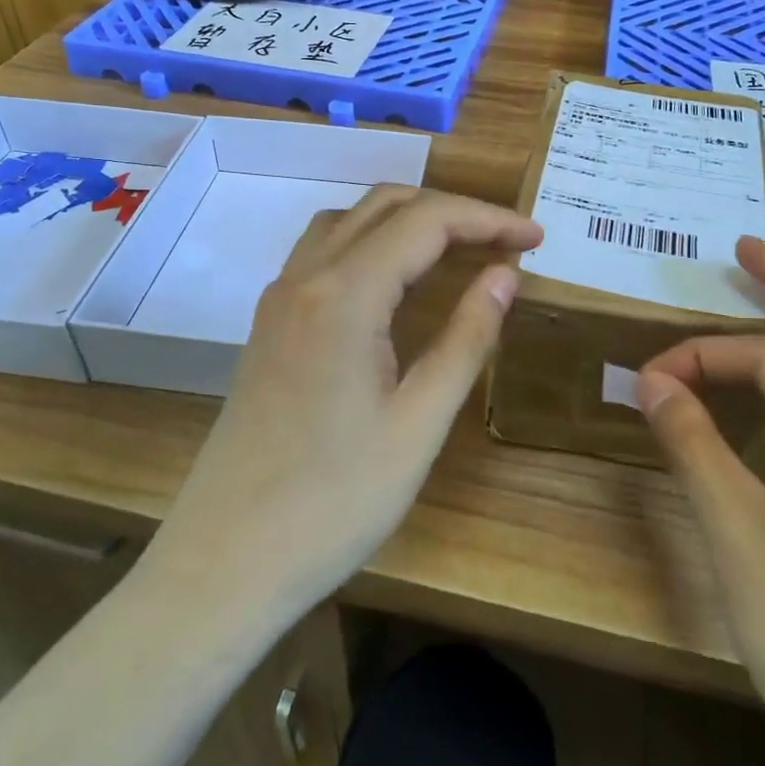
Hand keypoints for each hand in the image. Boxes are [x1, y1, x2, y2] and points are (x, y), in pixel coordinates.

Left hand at [151, 185, 541, 615]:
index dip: (488, 220)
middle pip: (385, 206)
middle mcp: (306, 277)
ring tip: (457, 249)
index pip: (427, 221)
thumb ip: (466, 338)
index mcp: (345, 294)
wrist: (227, 559)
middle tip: (505, 241)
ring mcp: (279, 299)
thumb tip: (504, 275)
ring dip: (406, 219)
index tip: (537, 238)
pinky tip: (395, 280)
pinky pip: (323, 252)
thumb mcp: (420, 423)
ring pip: (348, 221)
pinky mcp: (269, 324)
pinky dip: (370, 242)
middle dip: (452, 211)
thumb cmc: (335, 501)